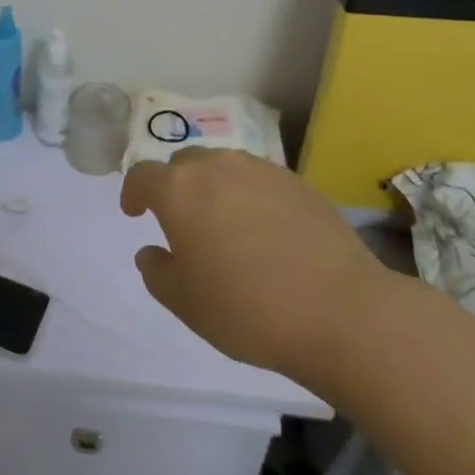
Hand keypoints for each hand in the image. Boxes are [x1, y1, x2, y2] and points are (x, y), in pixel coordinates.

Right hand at [121, 147, 391, 388]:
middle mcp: (217, 167)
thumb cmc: (248, 309)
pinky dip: (251, 197)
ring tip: (226, 225)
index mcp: (180, 191)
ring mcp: (261, 170)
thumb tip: (151, 252)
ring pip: (224, 168)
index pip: (143, 175)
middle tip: (183, 222)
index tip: (135, 212)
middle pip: (185, 163)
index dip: (133, 192)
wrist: (340, 310)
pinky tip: (267, 232)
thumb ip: (158, 272)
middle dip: (176, 186)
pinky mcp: (298, 182)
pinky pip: (260, 181)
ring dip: (214, 188)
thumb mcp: (186, 304)